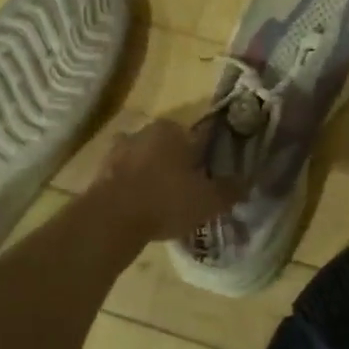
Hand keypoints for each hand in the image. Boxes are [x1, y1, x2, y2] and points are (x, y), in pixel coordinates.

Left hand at [95, 119, 243, 241]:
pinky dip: (136, 187)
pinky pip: (127, 176)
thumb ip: (230, 190)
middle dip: (180, 165)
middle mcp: (146, 130)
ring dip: (155, 175)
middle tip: (190, 191)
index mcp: (175, 129)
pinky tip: (143, 207)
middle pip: (172, 147)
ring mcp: (120, 149)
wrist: (110, 219)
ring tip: (165, 202)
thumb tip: (247, 182)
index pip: (200, 137)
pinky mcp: (101, 170)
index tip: (212, 176)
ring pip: (148, 160)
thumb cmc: (166, 201)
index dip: (209, 157)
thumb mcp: (209, 200)